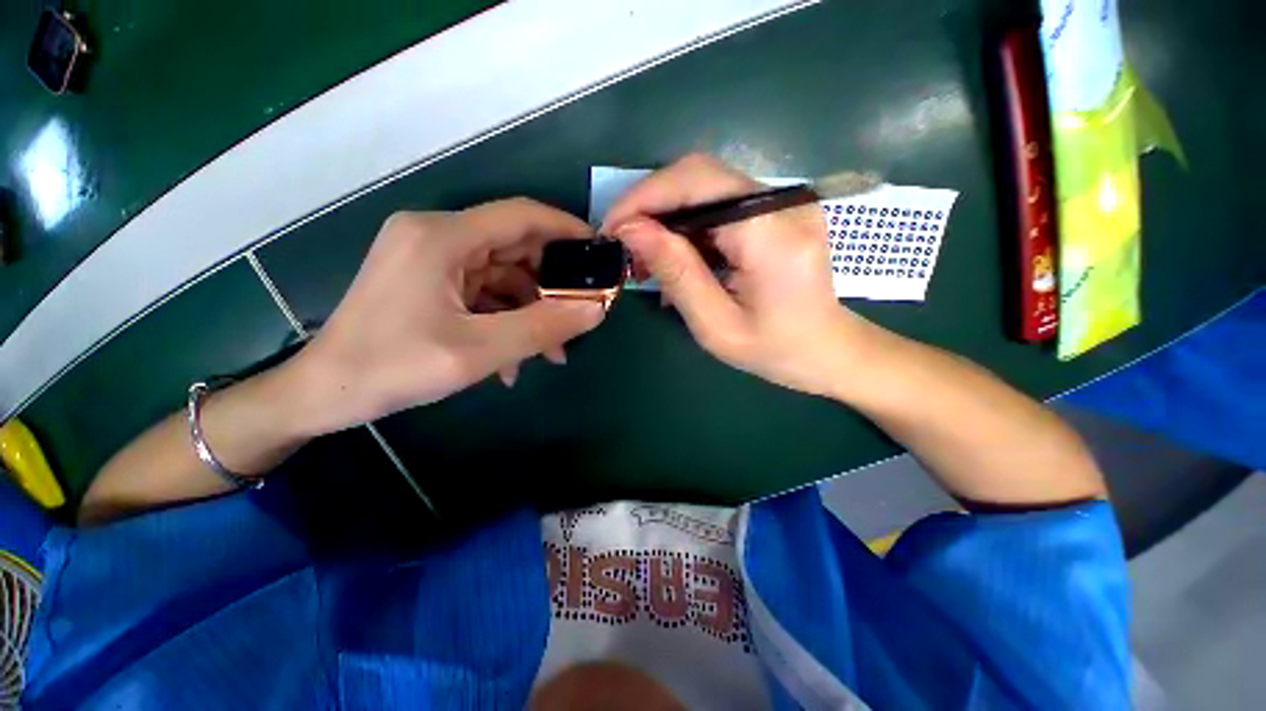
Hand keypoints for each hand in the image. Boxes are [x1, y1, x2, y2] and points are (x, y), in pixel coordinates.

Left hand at [290, 199, 604, 434]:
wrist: (324, 393)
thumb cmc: (394, 368)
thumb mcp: (479, 352)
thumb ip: (543, 328)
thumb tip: (596, 309)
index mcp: (443, 237)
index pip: (520, 215)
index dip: (565, 229)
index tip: (599, 252)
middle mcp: (436, 236)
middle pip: (514, 248)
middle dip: (551, 286)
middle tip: (579, 316)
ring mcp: (431, 258)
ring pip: (503, 276)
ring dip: (530, 311)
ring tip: (550, 353)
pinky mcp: (429, 280)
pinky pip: (483, 293)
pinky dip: (505, 320)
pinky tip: (512, 359)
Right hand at [603, 154, 874, 397]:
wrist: (827, 350)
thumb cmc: (774, 350)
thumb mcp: (716, 324)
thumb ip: (676, 273)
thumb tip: (632, 230)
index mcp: (772, 233)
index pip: (697, 182)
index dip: (645, 197)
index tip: (611, 228)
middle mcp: (784, 202)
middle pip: (699, 175)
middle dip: (651, 205)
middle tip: (625, 244)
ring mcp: (785, 202)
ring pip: (706, 187)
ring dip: (667, 217)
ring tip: (647, 258)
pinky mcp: (778, 210)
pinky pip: (720, 203)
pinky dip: (689, 225)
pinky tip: (677, 256)